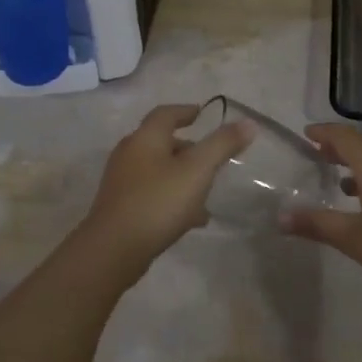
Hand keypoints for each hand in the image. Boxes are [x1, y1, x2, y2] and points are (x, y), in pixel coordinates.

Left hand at [79, 103, 253, 275]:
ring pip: (158, 170)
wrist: (113, 250)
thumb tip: (248, 122)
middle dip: (188, 148)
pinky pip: (152, 194)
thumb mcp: (198, 170)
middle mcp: (129, 154)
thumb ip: (222, 145)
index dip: (185, 111)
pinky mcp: (120, 207)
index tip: (202, 114)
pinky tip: (191, 219)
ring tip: (206, 192)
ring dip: (182, 176)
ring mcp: (121, 182)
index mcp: (145, 138)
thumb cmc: (158, 201)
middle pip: (161, 142)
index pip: (165, 114)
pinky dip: (172, 197)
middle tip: (211, 158)